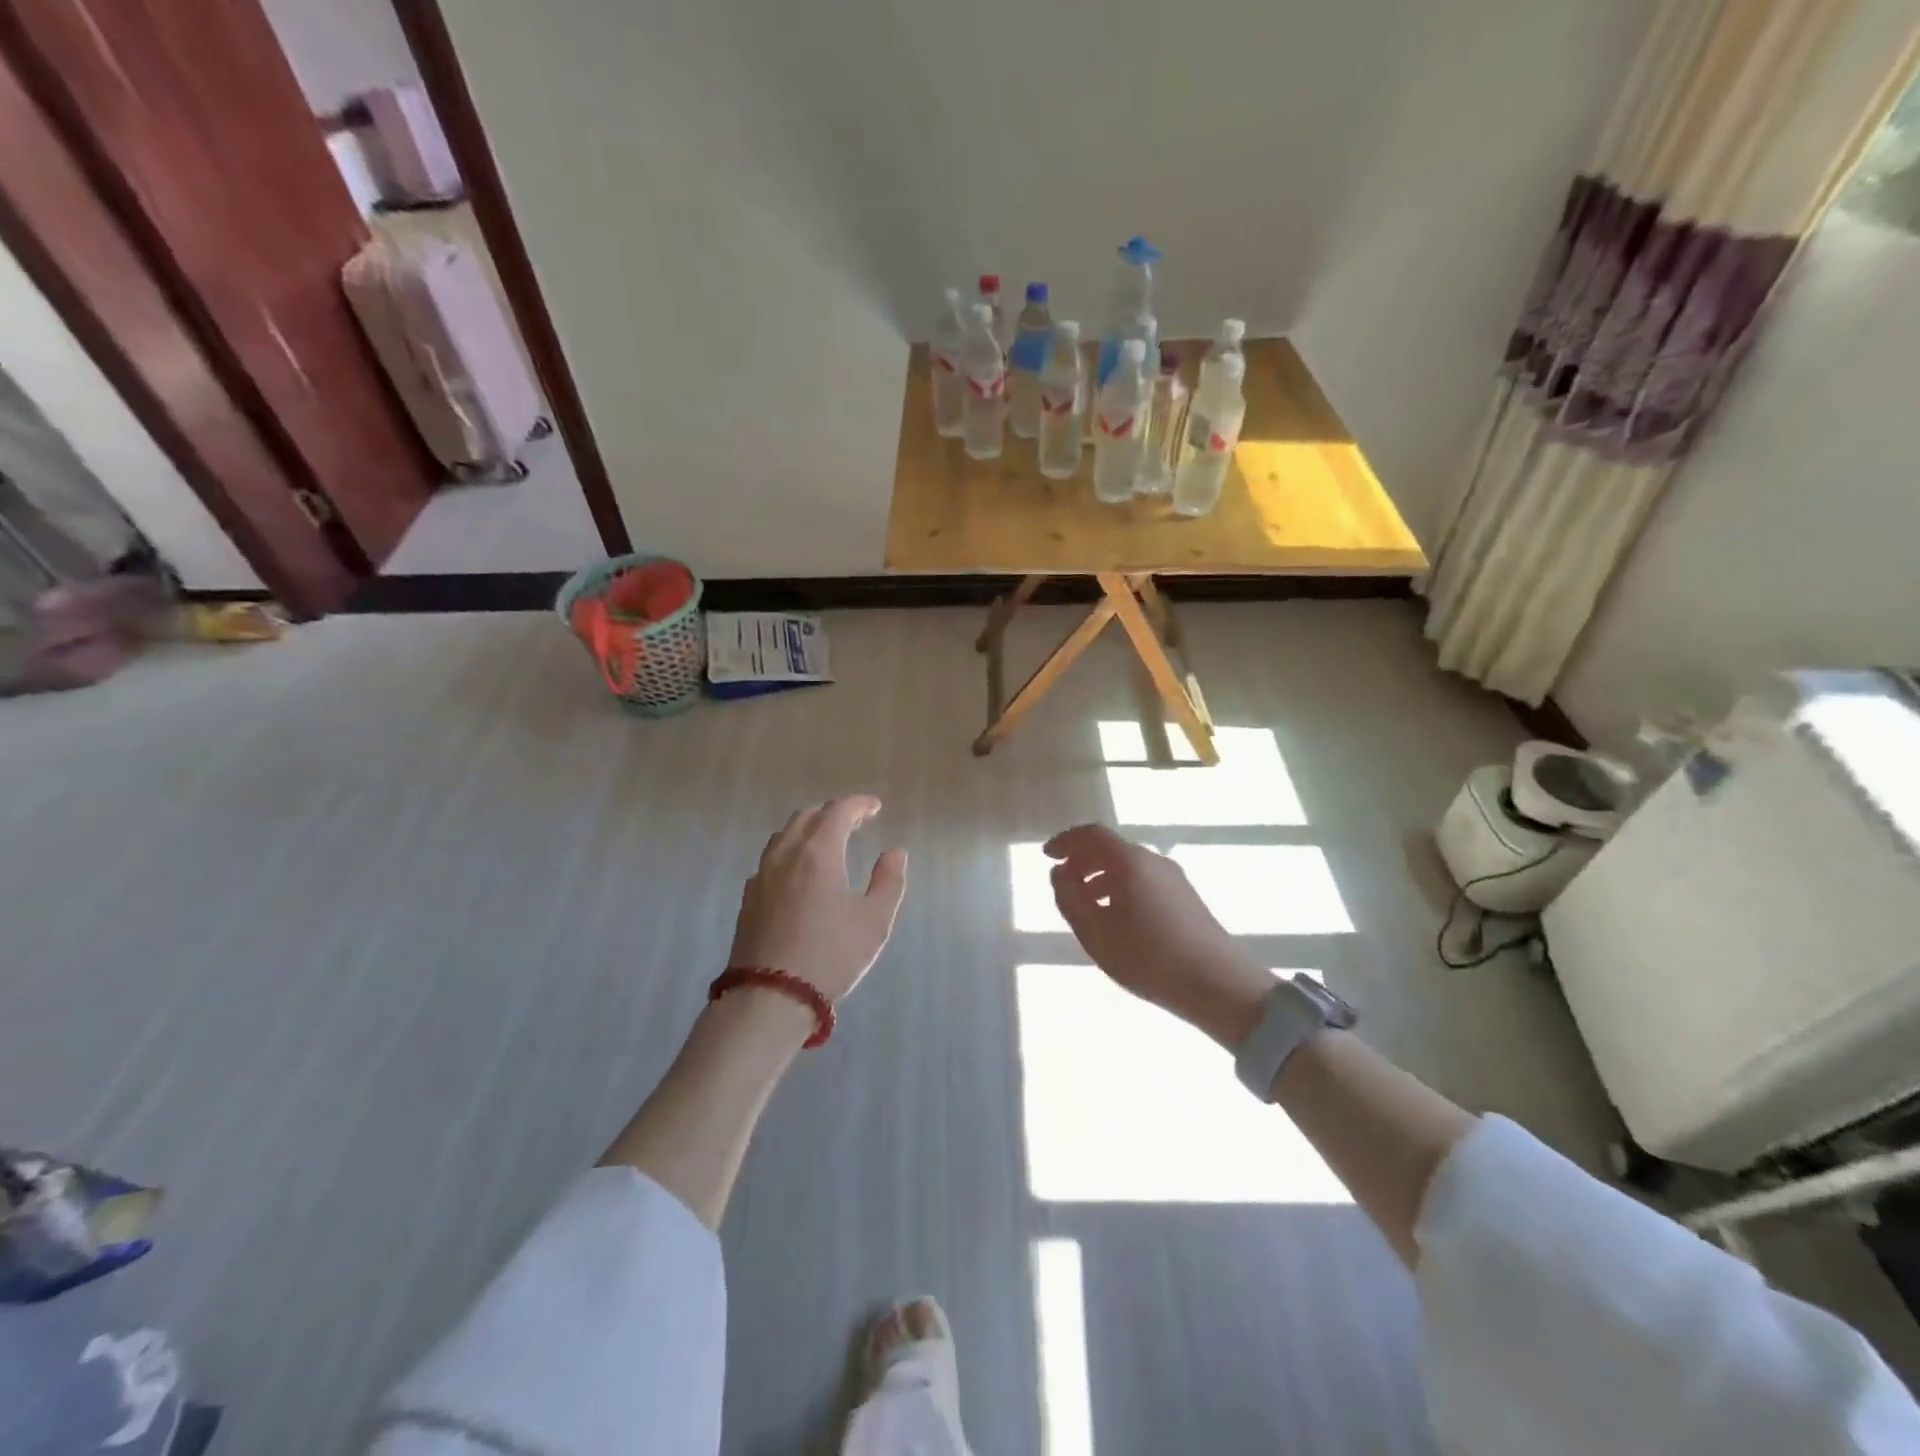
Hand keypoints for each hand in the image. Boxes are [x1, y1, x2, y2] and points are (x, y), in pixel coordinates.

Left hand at [728, 796, 908, 1003]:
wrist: (770, 996)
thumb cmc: (831, 955)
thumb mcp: (874, 920)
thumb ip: (888, 881)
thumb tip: (895, 852)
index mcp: (819, 851)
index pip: (839, 810)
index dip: (859, 804)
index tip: (875, 807)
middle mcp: (786, 853)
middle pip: (808, 816)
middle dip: (833, 813)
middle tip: (855, 822)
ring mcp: (762, 874)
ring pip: (784, 835)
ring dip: (808, 829)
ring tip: (827, 843)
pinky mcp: (749, 897)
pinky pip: (770, 859)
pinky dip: (790, 853)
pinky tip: (798, 873)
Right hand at [1045, 824, 1271, 1047]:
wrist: (1218, 984)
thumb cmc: (1148, 958)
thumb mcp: (1095, 933)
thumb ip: (1070, 899)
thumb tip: (1059, 874)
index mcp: (1130, 862)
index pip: (1092, 835)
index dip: (1066, 841)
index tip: (1047, 855)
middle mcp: (1153, 860)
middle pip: (1111, 848)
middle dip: (1082, 861)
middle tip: (1063, 883)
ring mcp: (1174, 878)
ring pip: (1128, 866)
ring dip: (1101, 877)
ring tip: (1085, 905)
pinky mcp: (1185, 897)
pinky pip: (1143, 880)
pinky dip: (1120, 888)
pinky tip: (1116, 918)